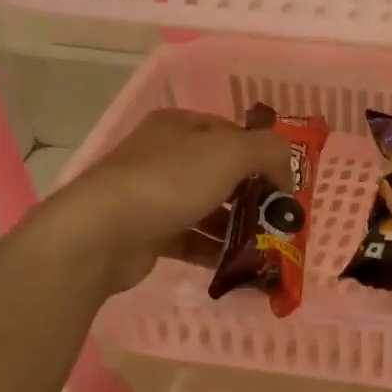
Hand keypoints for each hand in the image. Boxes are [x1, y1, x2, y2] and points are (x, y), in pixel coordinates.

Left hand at [56, 109, 291, 293]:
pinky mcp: (151, 233)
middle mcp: (167, 155)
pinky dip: (216, 251)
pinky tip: (240, 265)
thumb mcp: (229, 152)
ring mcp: (156, 195)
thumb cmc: (169, 182)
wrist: (103, 232)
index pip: (233, 133)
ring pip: (209, 208)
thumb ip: (268, 151)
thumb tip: (287, 172)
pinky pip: (193, 240)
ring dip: (238, 226)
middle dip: (254, 195)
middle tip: (281, 219)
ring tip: (267, 246)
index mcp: (181, 126)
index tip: (286, 185)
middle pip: (223, 172)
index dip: (263, 155)